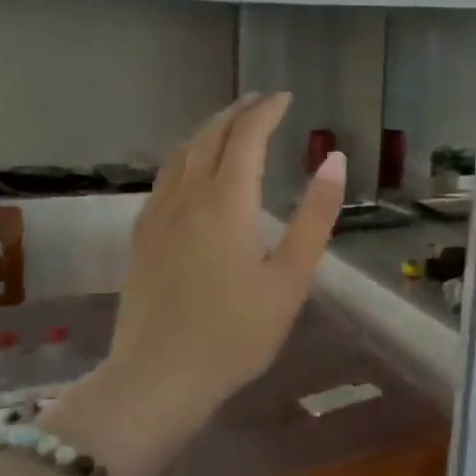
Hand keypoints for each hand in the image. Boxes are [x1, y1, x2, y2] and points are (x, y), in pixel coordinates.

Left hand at [71, 92, 344, 475]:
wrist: (158, 379)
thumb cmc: (237, 333)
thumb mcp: (291, 278)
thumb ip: (315, 216)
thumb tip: (334, 159)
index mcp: (227, 204)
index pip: (246, 138)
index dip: (266, 112)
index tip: (286, 97)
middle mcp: (187, 198)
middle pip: (208, 137)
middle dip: (236, 112)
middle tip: (261, 101)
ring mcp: (157, 217)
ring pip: (180, 154)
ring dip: (208, 130)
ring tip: (230, 124)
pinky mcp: (141, 238)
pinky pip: (164, 178)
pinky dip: (185, 156)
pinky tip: (191, 169)